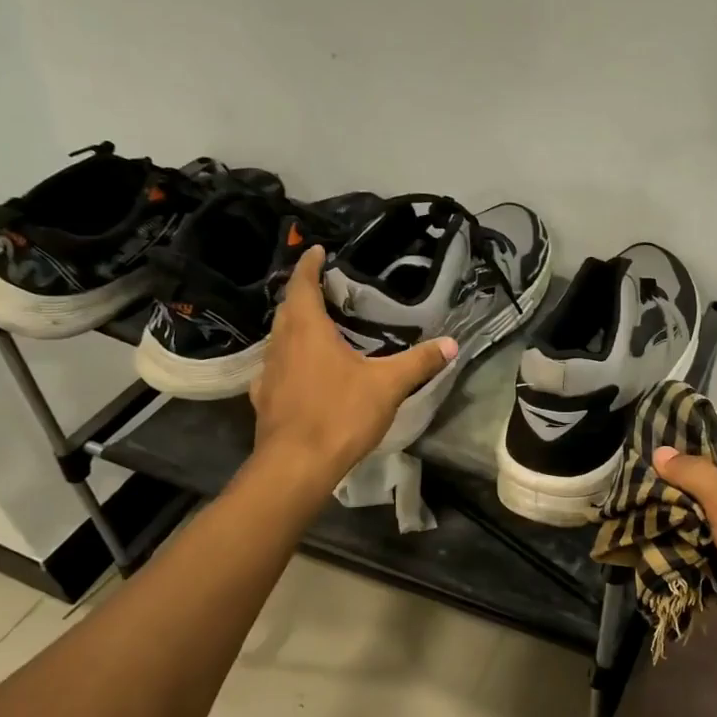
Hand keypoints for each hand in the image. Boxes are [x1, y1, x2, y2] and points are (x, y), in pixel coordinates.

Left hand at [250, 246, 455, 481]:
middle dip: (303, 295)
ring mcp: (268, 373)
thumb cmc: (340, 414)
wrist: (296, 465)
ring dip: (295, 328)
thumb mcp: (388, 386)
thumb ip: (419, 362)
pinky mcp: (265, 399)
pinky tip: (303, 373)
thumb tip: (451, 343)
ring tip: (319, 328)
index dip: (309, 265)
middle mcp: (281, 344)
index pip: (303, 285)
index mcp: (307, 330)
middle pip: (287, 309)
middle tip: (325, 290)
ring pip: (280, 339)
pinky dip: (290, 361)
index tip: (317, 251)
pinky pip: (276, 368)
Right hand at [652, 429, 716, 669]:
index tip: (650, 445)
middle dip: (677, 483)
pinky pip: (710, 546)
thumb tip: (661, 452)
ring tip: (636, 509)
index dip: (690, 442)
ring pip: (708, 516)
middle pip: (715, 480)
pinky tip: (654, 541)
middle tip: (635, 480)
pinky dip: (687, 545)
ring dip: (678, 516)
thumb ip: (695, 473)